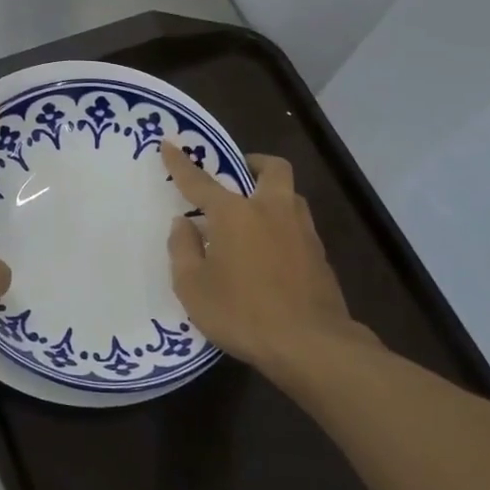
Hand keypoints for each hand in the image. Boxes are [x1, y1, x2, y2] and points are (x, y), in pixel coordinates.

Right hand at [161, 142, 367, 372]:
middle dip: (254, 163)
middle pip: (271, 169)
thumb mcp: (193, 287)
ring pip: (290, 196)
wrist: (312, 345)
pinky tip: (270, 253)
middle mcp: (271, 210)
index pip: (200, 181)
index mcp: (234, 214)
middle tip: (238, 173)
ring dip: (272, 195)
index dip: (180, 163)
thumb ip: (183, 250)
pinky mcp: (320, 256)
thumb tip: (184, 224)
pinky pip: (298, 226)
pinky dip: (282, 227)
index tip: (169, 144)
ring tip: (253, 217)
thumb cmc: (242, 313)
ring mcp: (302, 231)